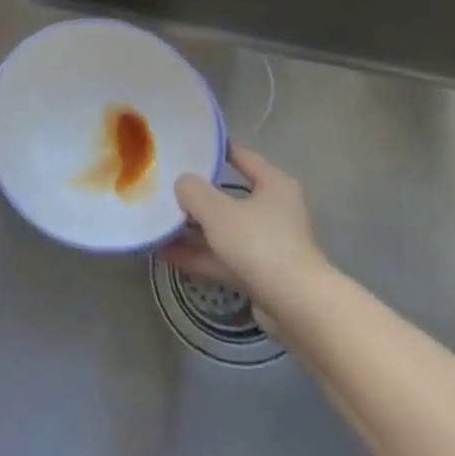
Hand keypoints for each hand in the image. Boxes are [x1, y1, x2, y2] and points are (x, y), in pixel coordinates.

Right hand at [165, 146, 329, 307]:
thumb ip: (193, 191)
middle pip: (229, 197)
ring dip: (192, 231)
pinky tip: (167, 254)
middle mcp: (274, 211)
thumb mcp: (217, 211)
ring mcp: (268, 244)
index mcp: (274, 184)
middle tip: (164, 189)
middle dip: (196, 197)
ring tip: (157, 225)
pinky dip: (199, 255)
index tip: (186, 148)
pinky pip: (224, 257)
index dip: (214, 150)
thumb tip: (182, 184)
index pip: (242, 156)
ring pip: (223, 231)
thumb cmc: (260, 244)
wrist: (297, 307)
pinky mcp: (260, 274)